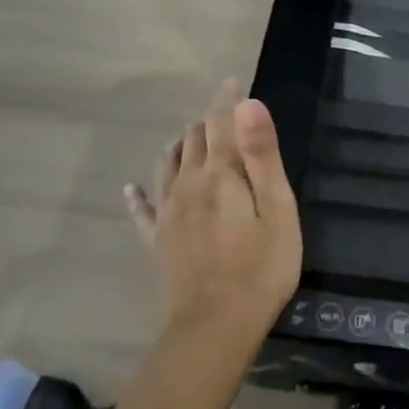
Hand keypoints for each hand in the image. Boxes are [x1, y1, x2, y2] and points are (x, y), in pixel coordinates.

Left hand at [125, 80, 302, 347]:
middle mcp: (187, 184)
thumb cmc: (261, 267)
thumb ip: (262, 155)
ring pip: (168, 165)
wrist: (215, 326)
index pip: (221, 124)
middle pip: (193, 140)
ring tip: (190, 135)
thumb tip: (247, 104)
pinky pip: (142, 209)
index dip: (227, 100)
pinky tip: (131, 189)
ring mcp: (168, 213)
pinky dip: (138, 195)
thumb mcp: (277, 209)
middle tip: (223, 112)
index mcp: (220, 174)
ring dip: (179, 145)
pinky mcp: (157, 240)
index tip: (232, 82)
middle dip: (207, 120)